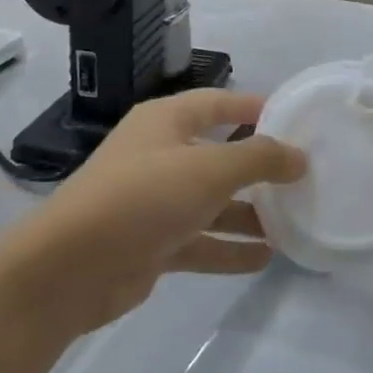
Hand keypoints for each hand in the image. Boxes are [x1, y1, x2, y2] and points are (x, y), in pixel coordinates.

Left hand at [5, 89, 305, 338]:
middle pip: (218, 154)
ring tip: (293, 221)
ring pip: (212, 202)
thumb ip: (258, 159)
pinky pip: (200, 240)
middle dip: (257, 167)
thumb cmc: (143, 196)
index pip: (218, 104)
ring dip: (248, 212)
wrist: (70, 268)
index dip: (253, 107)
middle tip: (302, 177)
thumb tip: (299, 156)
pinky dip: (228, 247)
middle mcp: (160, 155)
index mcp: (166, 121)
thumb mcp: (209, 169)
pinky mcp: (151, 244)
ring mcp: (154, 202)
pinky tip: (264, 258)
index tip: (294, 119)